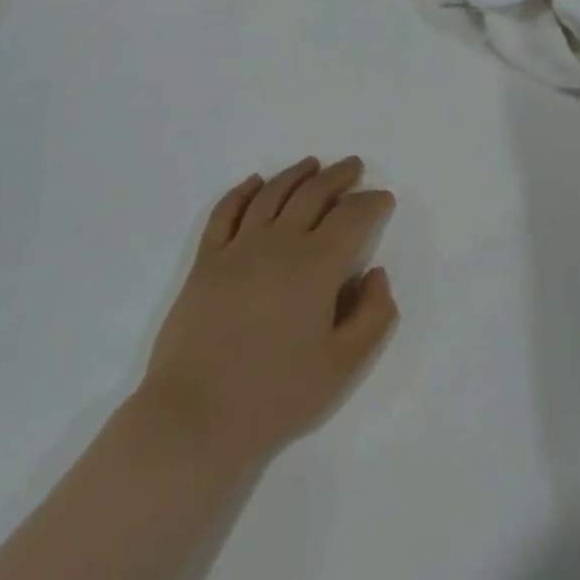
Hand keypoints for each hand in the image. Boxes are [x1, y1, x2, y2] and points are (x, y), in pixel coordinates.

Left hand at [141, 157, 397, 468]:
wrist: (196, 416)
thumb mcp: (342, 366)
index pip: (352, 217)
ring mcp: (237, 248)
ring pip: (271, 194)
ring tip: (312, 163)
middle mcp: (278, 243)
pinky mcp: (205, 261)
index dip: (372, 203)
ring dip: (296, 174)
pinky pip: (225, 212)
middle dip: (338, 176)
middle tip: (353, 166)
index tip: (383, 198)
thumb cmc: (276, 395)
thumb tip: (377, 274)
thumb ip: (372, 316)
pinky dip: (242, 191)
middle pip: (312, 194)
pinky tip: (255, 182)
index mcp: (316, 265)